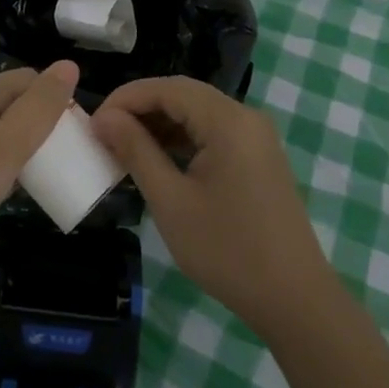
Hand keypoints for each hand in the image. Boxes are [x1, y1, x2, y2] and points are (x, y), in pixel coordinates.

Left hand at [0, 61, 80, 269]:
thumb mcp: (7, 146)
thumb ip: (40, 107)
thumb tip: (70, 65)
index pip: (29, 78)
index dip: (56, 96)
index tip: (76, 131)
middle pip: (13, 104)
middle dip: (42, 123)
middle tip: (63, 157)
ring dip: (23, 147)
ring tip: (40, 176)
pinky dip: (1, 166)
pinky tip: (4, 190)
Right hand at [94, 77, 334, 336]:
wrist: (294, 299)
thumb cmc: (227, 250)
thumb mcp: (171, 201)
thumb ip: (136, 151)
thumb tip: (104, 118)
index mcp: (227, 120)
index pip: (167, 88)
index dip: (126, 98)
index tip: (94, 123)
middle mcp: (245, 117)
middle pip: (183, 95)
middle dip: (141, 109)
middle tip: (105, 134)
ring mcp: (256, 137)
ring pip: (198, 113)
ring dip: (160, 124)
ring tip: (124, 148)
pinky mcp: (258, 157)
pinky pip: (213, 132)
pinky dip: (183, 140)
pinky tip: (159, 161)